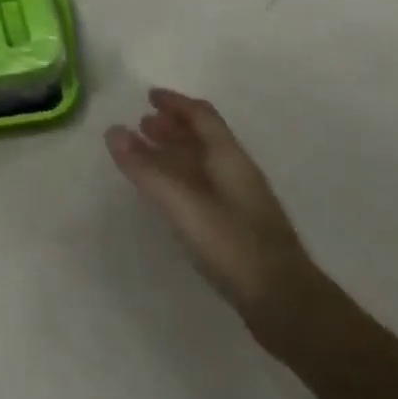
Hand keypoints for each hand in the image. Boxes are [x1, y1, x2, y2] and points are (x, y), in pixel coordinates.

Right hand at [105, 89, 317, 356]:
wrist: (284, 302)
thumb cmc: (233, 246)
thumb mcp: (184, 205)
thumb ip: (147, 170)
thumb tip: (113, 131)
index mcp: (229, 158)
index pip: (202, 116)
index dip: (175, 103)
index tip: (148, 96)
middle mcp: (237, 172)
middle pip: (203, 137)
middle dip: (172, 127)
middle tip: (142, 124)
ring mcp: (240, 201)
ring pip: (203, 163)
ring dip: (175, 152)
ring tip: (147, 155)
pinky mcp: (237, 227)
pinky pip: (203, 186)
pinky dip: (181, 178)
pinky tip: (169, 196)